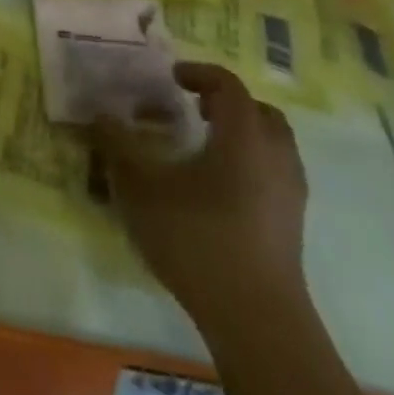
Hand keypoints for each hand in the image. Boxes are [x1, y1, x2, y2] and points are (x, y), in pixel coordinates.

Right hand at [95, 63, 307, 313]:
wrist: (257, 321)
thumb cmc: (198, 240)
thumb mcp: (142, 188)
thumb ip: (118, 146)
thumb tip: (100, 115)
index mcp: (243, 135)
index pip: (228, 84)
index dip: (200, 73)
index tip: (172, 77)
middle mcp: (275, 154)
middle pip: (258, 110)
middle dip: (226, 103)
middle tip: (193, 109)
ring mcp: (290, 192)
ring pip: (272, 144)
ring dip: (241, 134)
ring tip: (204, 148)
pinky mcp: (293, 225)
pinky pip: (275, 174)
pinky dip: (251, 165)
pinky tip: (219, 189)